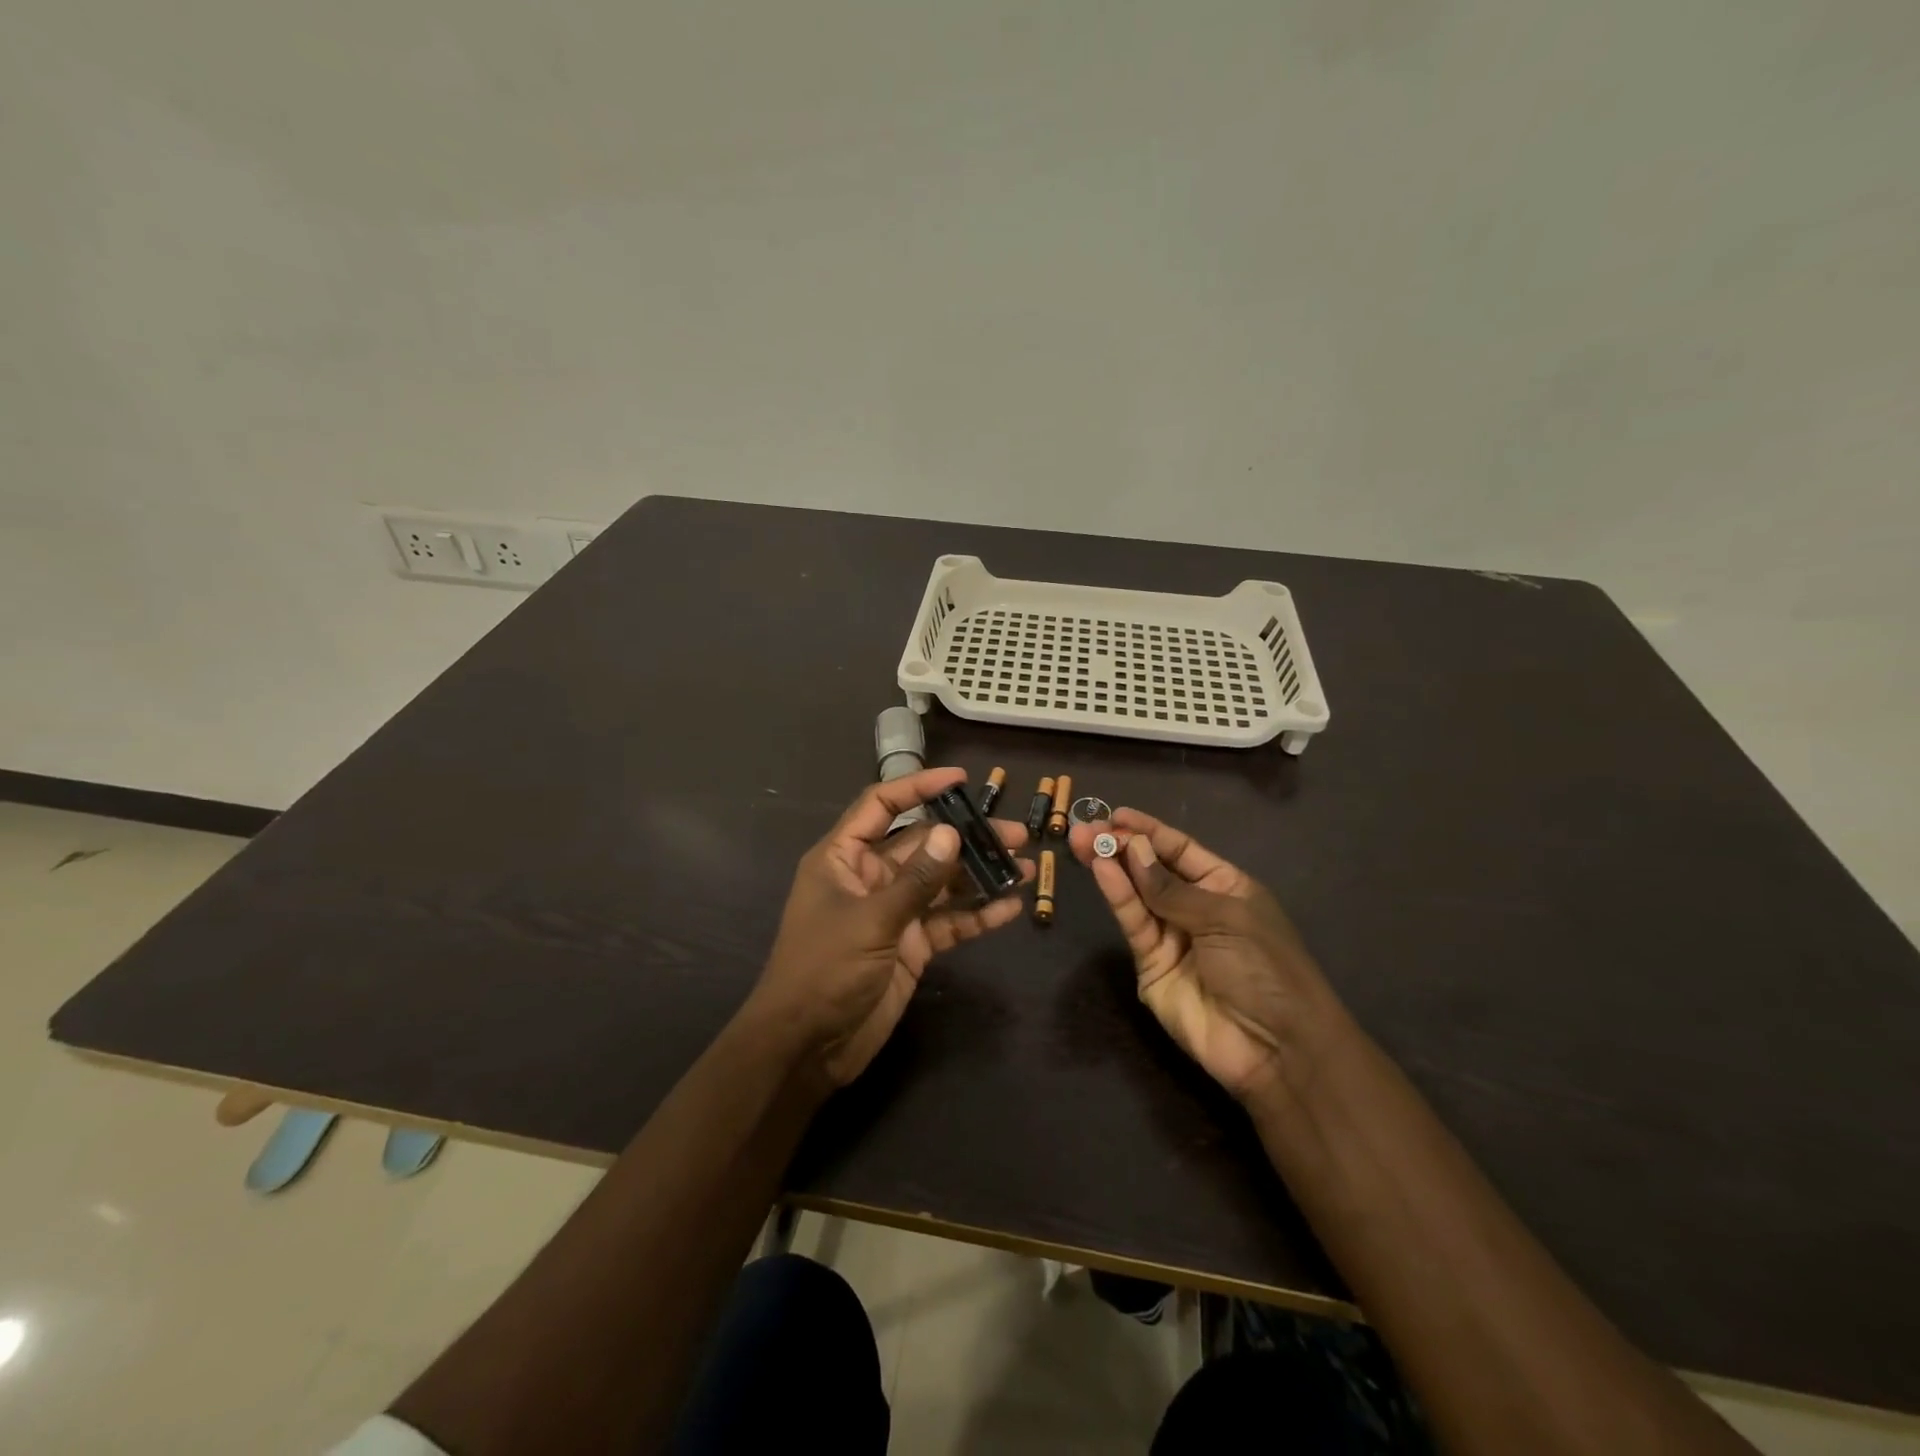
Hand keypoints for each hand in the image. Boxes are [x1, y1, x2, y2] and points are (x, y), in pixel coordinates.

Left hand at [750, 767, 1033, 1086]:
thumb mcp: (871, 920)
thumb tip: (952, 833)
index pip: (881, 805)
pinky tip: (1011, 908)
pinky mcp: (911, 946)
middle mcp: (870, 877)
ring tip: (1027, 866)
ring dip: (980, 875)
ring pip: (942, 883)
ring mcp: (893, 912)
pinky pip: (948, 922)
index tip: (960, 779)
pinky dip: (977, 915)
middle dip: (967, 837)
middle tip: (1015, 833)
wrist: (807, 1048)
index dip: (918, 787)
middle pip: (923, 844)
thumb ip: (916, 879)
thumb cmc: (824, 970)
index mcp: (844, 858)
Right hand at [1068, 809, 1343, 1103]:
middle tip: (1087, 828)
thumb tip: (1133, 851)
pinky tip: (1102, 870)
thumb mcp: (1224, 918)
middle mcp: (1196, 908)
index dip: (1150, 831)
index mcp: (1226, 887)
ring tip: (1084, 841)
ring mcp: (1172, 937)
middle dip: (1122, 847)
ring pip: (1137, 894)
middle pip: (1153, 870)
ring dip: (1112, 867)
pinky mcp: (1151, 965)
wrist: (1276, 1048)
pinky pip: (1134, 923)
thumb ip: (1172, 888)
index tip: (1116, 814)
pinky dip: (1118, 896)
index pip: (1181, 850)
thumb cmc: (1265, 968)